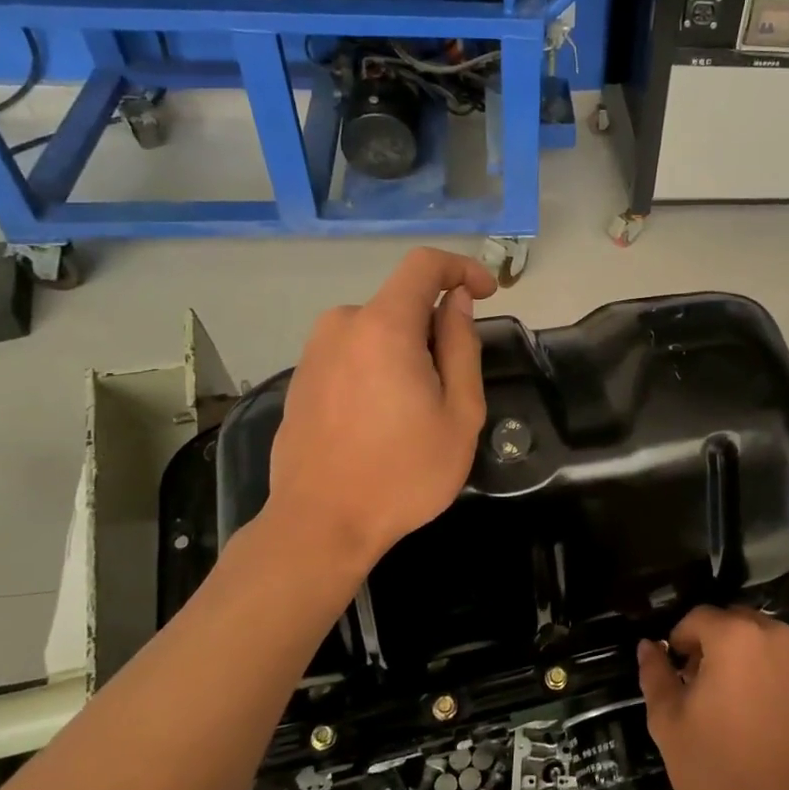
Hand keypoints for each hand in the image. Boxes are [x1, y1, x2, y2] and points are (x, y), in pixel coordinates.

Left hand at [261, 248, 497, 570]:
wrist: (320, 524)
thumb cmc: (403, 473)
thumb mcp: (459, 413)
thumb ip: (462, 347)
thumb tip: (456, 302)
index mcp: (384, 326)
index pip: (424, 265)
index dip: (462, 268)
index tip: (486, 293)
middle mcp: (342, 325)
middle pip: (402, 304)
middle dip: (435, 330)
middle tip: (453, 388)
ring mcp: (315, 351)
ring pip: (377, 331)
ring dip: (407, 352)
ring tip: (417, 413)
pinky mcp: (302, 378)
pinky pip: (353, 353)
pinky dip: (378, 368)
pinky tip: (382, 422)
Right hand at [637, 607, 788, 789]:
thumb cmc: (719, 769)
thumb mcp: (668, 724)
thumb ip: (655, 676)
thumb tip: (649, 646)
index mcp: (735, 637)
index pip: (697, 617)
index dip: (680, 642)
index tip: (677, 675)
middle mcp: (776, 637)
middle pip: (736, 623)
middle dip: (715, 645)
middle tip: (703, 689)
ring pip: (767, 645)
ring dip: (749, 661)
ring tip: (738, 708)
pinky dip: (777, 684)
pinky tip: (768, 725)